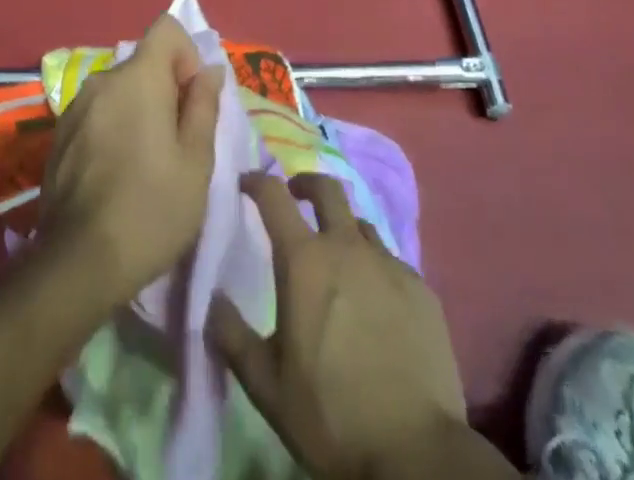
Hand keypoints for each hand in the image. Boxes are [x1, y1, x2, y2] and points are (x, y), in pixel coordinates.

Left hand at [38, 15, 225, 312]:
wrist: (79, 263)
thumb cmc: (152, 208)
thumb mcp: (197, 161)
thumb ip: (204, 105)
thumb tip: (209, 70)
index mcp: (138, 77)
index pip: (166, 29)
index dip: (187, 54)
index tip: (192, 99)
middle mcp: (102, 80)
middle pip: (143, 63)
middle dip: (166, 89)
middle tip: (178, 142)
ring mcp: (75, 107)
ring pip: (120, 90)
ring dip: (139, 110)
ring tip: (148, 163)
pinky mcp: (59, 135)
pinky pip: (98, 113)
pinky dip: (114, 127)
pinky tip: (118, 174)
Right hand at [209, 172, 473, 479]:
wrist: (416, 455)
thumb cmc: (331, 416)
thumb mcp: (266, 385)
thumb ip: (232, 336)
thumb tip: (212, 299)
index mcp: (304, 260)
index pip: (273, 195)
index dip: (256, 181)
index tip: (245, 184)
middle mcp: (347, 247)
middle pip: (326, 189)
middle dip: (305, 184)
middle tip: (295, 198)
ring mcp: (389, 264)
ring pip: (360, 225)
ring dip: (342, 229)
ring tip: (337, 258)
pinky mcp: (422, 289)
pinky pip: (391, 262)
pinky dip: (375, 268)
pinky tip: (375, 302)